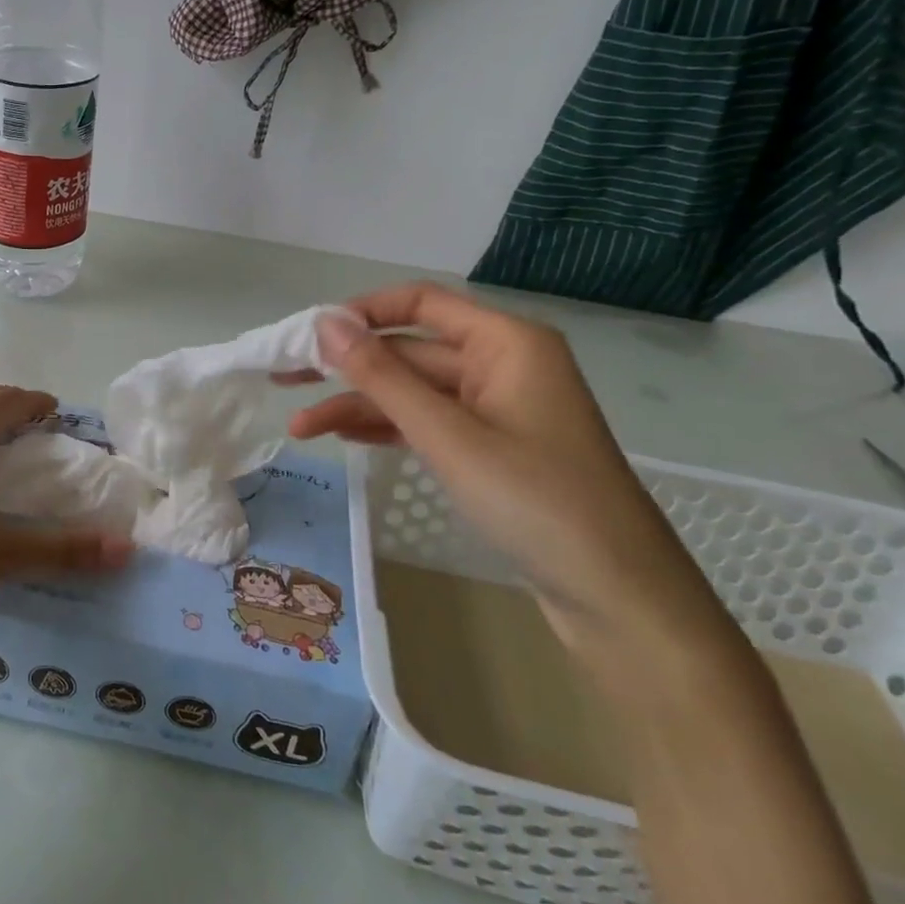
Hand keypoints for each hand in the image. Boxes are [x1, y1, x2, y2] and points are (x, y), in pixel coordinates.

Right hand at [291, 283, 733, 662]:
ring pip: (413, 391)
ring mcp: (498, 408)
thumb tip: (325, 323)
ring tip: (300, 429)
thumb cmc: (537, 502)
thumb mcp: (448, 435)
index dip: (359, 313)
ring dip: (359, 406)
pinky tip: (343, 438)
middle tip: (283, 380)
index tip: (305, 336)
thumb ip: (382, 376)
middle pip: (409, 350)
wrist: (621, 601)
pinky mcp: (493, 448)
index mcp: (506, 342)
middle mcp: (502, 363)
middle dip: (347, 369)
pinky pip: (429, 423)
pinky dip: (387, 428)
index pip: (419, 302)